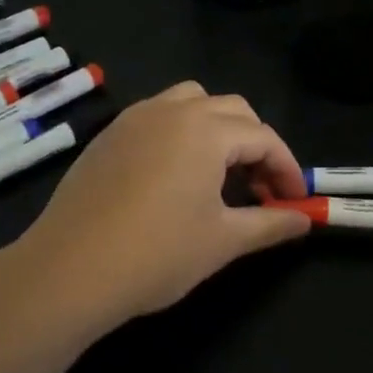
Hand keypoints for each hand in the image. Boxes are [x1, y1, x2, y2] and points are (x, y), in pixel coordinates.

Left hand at [11, 81, 311, 331]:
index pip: (264, 137)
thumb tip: (304, 220)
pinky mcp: (109, 134)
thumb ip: (270, 224)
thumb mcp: (223, 241)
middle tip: (260, 189)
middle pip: (232, 110)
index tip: (295, 201)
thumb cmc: (156, 254)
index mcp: (206, 130)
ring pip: (192, 102)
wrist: (68, 270)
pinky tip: (174, 175)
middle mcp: (172, 110)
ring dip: (217, 128)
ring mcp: (135, 118)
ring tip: (219, 173)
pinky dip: (181, 132)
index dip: (287, 168)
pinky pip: (158, 116)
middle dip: (256, 144)